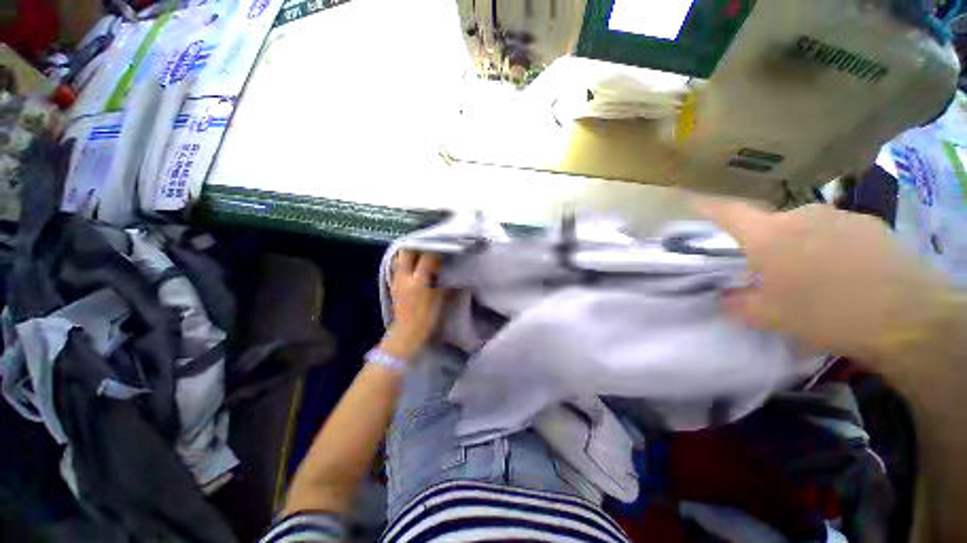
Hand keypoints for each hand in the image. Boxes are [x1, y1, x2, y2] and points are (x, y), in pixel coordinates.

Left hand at [382, 250, 444, 360]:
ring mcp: (396, 280)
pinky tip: (414, 265)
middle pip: (407, 251)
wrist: (407, 334)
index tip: (445, 248)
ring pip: (400, 257)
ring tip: (422, 253)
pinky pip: (397, 266)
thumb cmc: (426, 318)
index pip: (427, 257)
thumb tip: (451, 272)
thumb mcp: (440, 300)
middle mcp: (404, 276)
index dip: (437, 250)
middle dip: (419, 246)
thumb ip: (445, 283)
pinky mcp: (393, 284)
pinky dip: (405, 262)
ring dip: (410, 252)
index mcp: (418, 280)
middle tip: (431, 247)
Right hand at [699, 200, 954, 361]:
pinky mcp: (871, 224)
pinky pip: (837, 231)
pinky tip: (847, 273)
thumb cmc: (826, 313)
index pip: (729, 213)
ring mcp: (841, 216)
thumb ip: (738, 304)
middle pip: (770, 224)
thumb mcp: (770, 317)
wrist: (908, 318)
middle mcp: (802, 215)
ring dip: (800, 246)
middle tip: (772, 273)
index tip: (691, 197)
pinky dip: (831, 247)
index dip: (708, 205)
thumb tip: (726, 298)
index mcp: (769, 236)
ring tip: (815, 277)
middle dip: (764, 244)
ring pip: (806, 228)